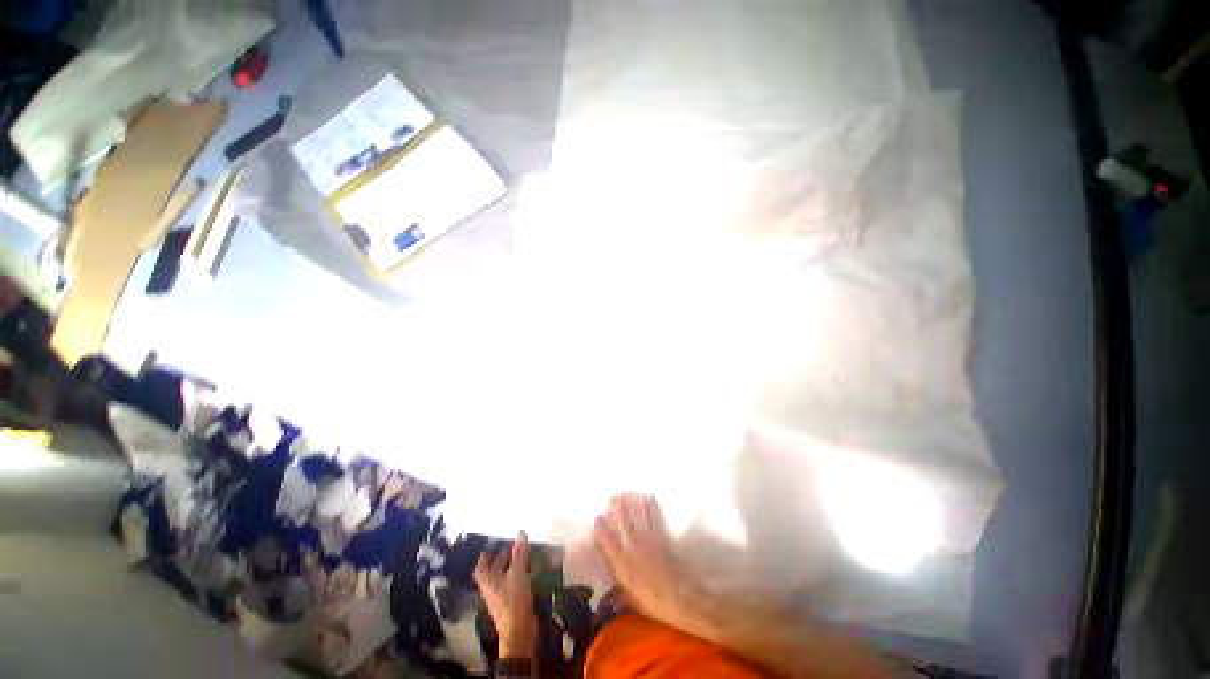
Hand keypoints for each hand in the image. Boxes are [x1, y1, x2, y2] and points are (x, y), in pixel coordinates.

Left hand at [473, 533, 537, 658]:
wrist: (519, 630)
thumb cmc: (513, 600)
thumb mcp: (517, 573)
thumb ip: (519, 554)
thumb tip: (520, 533)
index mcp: (487, 580)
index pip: (481, 566)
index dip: (485, 556)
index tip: (493, 545)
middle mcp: (491, 587)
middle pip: (494, 569)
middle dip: (502, 557)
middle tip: (513, 544)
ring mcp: (502, 595)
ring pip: (505, 576)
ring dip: (512, 565)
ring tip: (523, 553)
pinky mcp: (512, 601)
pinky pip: (513, 582)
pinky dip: (519, 574)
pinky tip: (528, 569)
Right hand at [593, 494, 702, 630]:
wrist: (678, 597)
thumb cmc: (652, 602)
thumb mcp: (629, 600)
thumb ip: (616, 594)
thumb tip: (605, 598)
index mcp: (621, 560)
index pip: (605, 536)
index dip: (600, 525)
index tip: (598, 518)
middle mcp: (632, 542)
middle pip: (621, 517)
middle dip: (616, 505)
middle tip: (613, 497)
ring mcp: (647, 535)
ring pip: (637, 511)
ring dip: (631, 500)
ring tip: (627, 493)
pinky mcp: (662, 533)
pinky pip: (655, 513)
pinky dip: (650, 503)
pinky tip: (647, 497)